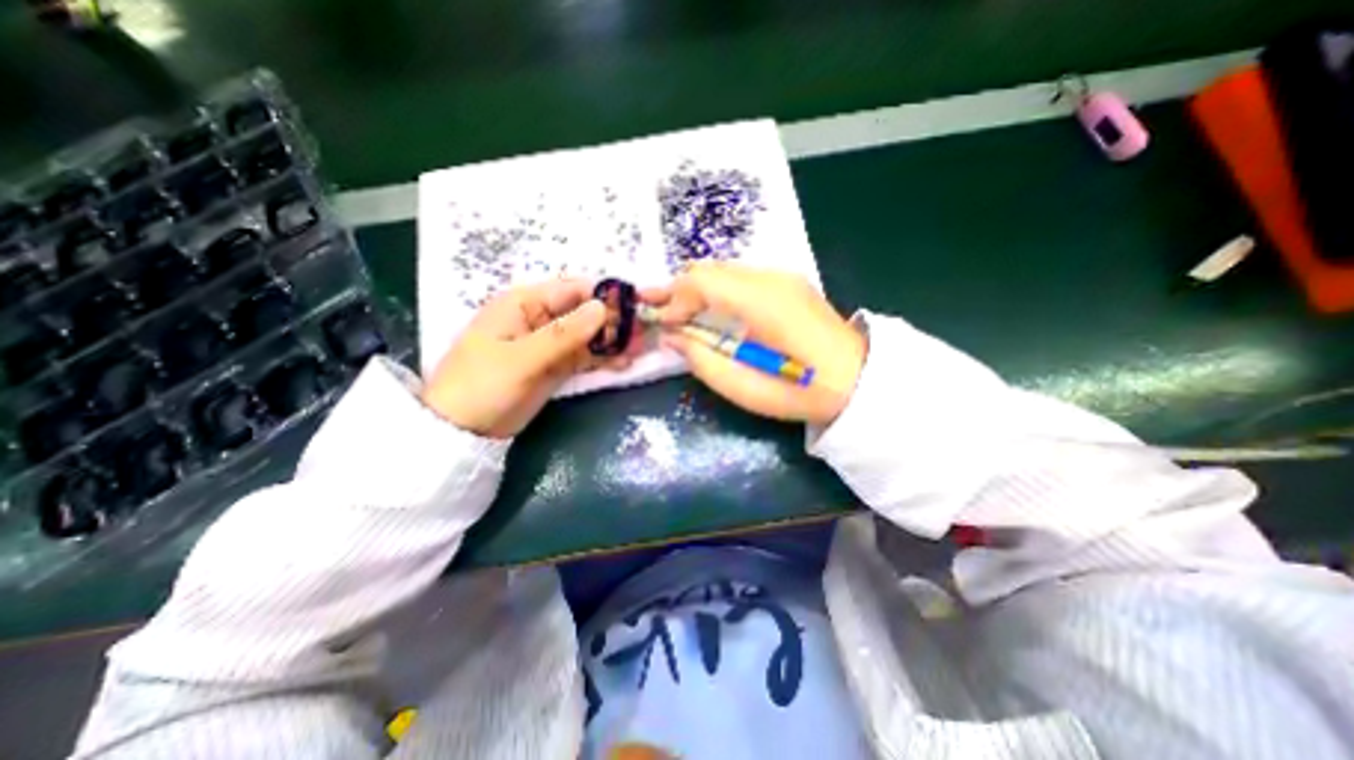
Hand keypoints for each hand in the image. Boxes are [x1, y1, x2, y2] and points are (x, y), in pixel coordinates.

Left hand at [423, 280, 635, 436]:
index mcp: (524, 304)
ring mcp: (550, 344)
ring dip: (613, 341)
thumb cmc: (483, 386)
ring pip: (588, 336)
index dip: (604, 295)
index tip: (635, 306)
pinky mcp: (555, 366)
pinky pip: (584, 357)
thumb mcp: (522, 358)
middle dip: (614, 321)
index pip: (572, 290)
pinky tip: (623, 364)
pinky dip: (603, 359)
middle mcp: (540, 319)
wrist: (462, 431)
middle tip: (643, 333)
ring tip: (640, 349)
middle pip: (584, 312)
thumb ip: (563, 334)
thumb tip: (602, 307)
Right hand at [655, 260, 866, 426]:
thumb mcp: (744, 388)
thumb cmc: (800, 391)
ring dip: (697, 288)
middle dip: (679, 288)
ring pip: (725, 271)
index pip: (703, 280)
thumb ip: (702, 359)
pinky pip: (741, 279)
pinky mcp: (789, 284)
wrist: (858, 381)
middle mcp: (771, 278)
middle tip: (655, 306)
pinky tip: (710, 308)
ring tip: (676, 308)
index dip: (674, 298)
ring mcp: (783, 277)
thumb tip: (673, 337)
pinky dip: (717, 290)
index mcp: (762, 302)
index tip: (661, 323)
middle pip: (711, 269)